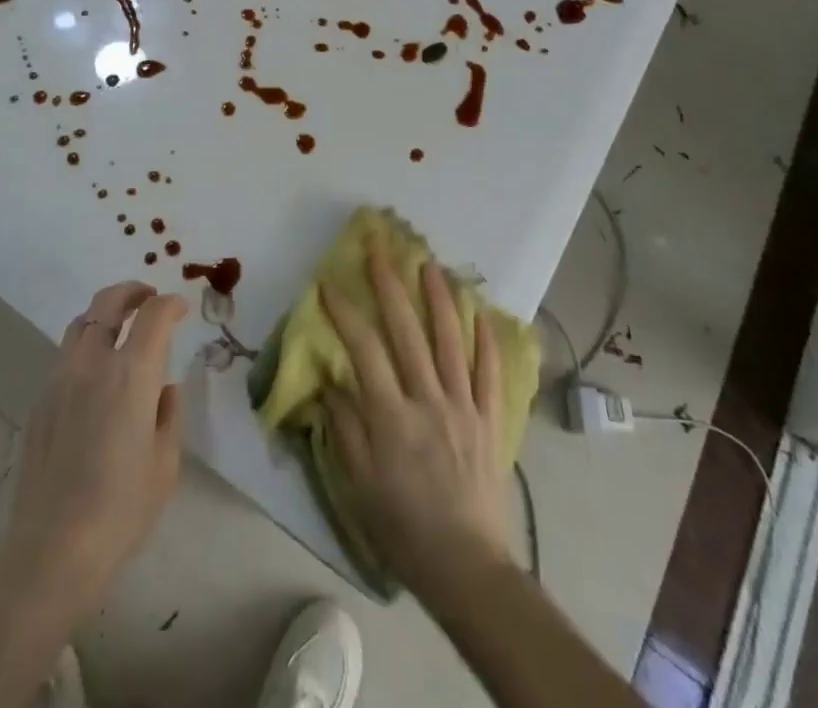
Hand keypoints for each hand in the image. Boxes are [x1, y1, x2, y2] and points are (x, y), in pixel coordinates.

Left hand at [0, 282, 187, 626]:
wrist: (52, 551)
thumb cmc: (121, 509)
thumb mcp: (165, 464)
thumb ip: (169, 415)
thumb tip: (165, 390)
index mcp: (132, 374)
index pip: (154, 314)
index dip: (171, 304)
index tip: (182, 309)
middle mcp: (93, 363)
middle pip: (109, 301)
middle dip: (133, 291)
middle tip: (149, 298)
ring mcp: (60, 379)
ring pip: (81, 322)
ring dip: (105, 314)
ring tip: (122, 329)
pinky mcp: (40, 400)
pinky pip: (66, 354)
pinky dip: (86, 344)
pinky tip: (96, 374)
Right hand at [321, 241, 511, 592]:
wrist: (466, 567)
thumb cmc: (403, 528)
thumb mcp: (358, 486)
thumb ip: (344, 428)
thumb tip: (332, 381)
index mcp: (392, 417)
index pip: (364, 350)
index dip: (345, 313)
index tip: (329, 284)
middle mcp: (428, 400)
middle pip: (407, 331)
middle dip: (390, 285)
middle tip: (379, 250)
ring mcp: (463, 406)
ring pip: (451, 340)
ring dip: (440, 298)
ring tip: (430, 264)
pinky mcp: (488, 418)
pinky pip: (489, 371)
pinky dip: (485, 339)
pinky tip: (480, 312)